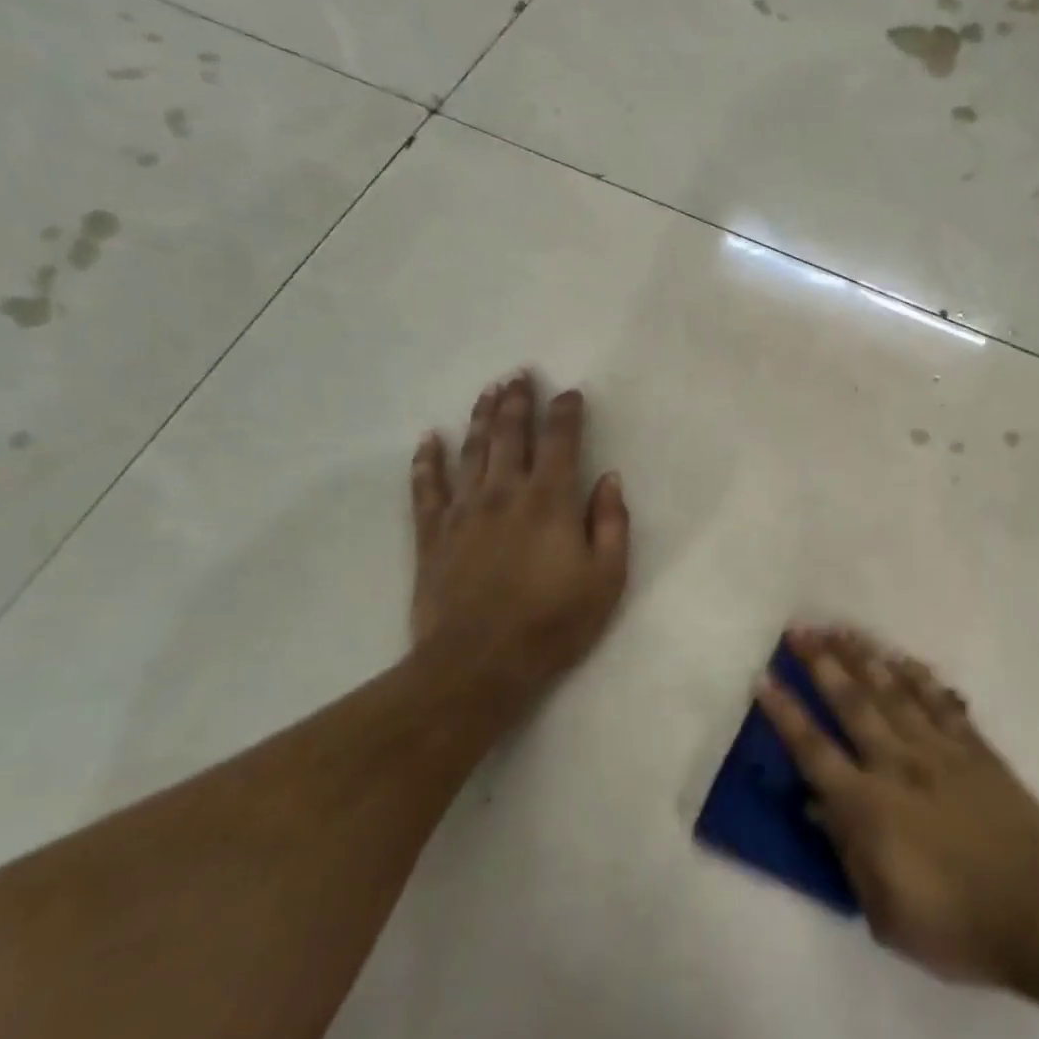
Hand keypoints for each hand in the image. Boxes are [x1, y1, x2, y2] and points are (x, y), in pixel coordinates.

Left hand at [408, 370, 630, 701]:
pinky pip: (426, 488)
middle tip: (519, 373)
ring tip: (488, 391)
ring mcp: (463, 511)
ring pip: (472, 451)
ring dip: (481, 417)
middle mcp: (505, 493)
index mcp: (550, 501)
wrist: (479, 664)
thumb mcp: (606, 578)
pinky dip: (427, 461)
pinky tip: (429, 439)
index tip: (570, 393)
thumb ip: (611, 523)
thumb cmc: (554, 623)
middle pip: (511, 435)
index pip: (561, 442)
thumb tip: (609, 478)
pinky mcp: (432, 535)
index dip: (566, 413)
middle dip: (517, 401)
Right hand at [756, 624, 1038, 984]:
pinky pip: (943, 704)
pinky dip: (921, 678)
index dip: (786, 713)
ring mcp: (941, 752)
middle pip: (853, 704)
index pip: (814, 751)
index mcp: (869, 807)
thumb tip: (816, 806)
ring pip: (895, 693)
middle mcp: (899, 766)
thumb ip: (848, 852)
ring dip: (866, 658)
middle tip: (800, 629)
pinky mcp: (977, 751)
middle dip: (822, 663)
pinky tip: (904, 658)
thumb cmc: (954, 926)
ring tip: (843, 628)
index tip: (765, 678)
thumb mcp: (884, 912)